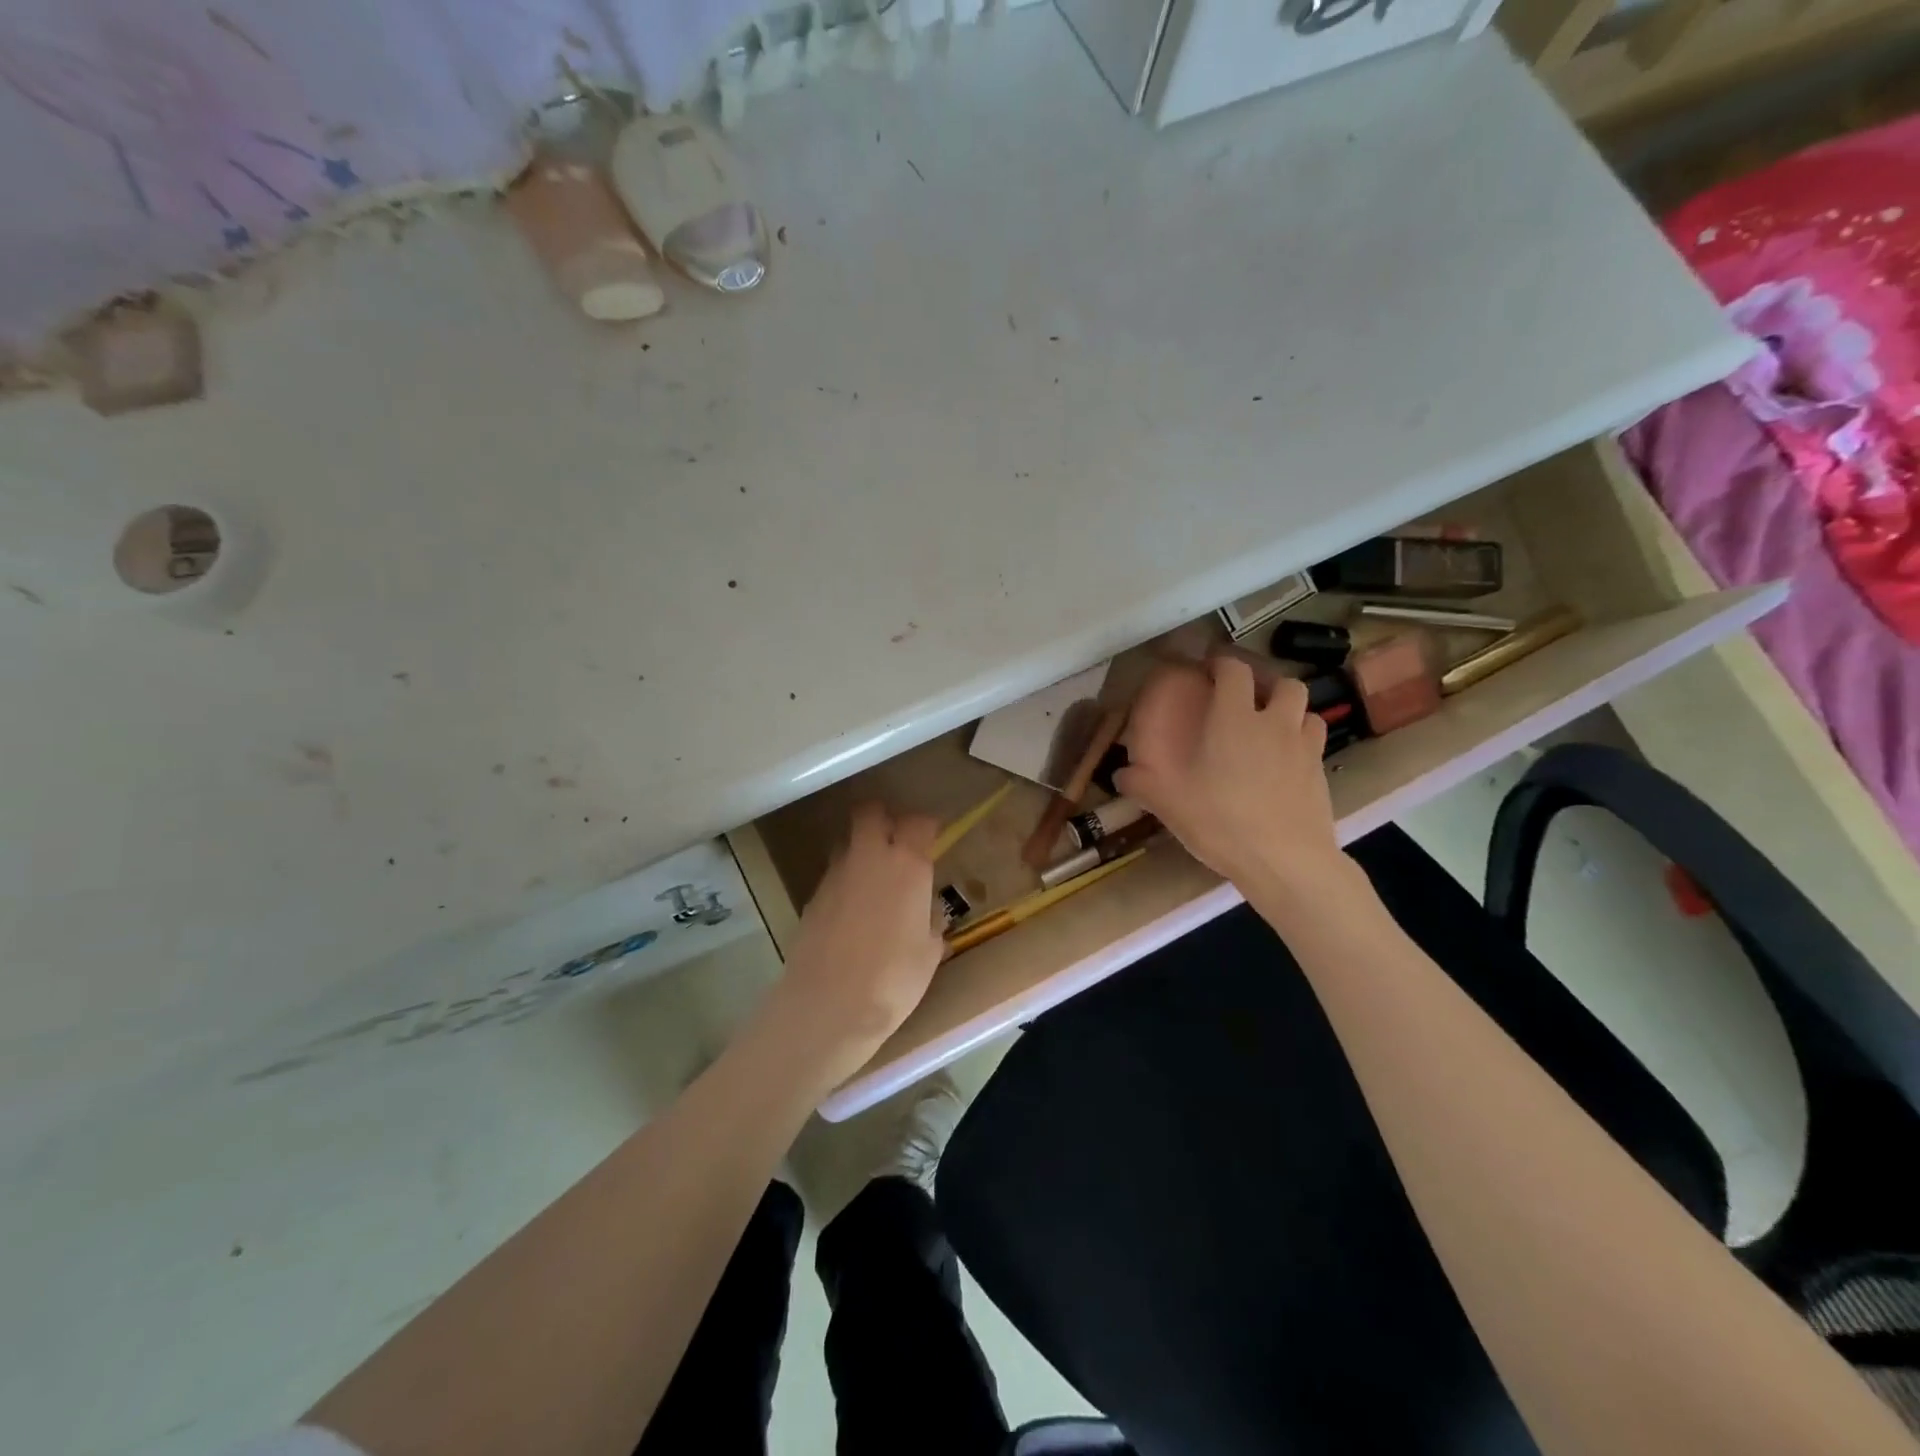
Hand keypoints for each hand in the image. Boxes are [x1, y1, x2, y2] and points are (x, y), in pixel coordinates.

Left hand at [758, 803, 944, 1085]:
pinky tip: (853, 913)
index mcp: (906, 865)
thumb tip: (927, 912)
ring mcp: (835, 875)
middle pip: (870, 812)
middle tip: (897, 843)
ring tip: (874, 880)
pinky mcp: (812, 897)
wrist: (827, 1007)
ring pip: (847, 842)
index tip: (933, 839)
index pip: (918, 822)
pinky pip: (833, 875)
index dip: (926, 826)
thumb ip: (931, 921)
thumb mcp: (930, 952)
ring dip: (861, 850)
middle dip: (884, 819)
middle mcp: (868, 858)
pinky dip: (845, 882)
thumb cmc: (893, 980)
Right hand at [1117, 657, 1342, 893]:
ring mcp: (1304, 746)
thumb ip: (1142, 784)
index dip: (1222, 663)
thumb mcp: (1170, 804)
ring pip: (1306, 708)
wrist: (1286, 861)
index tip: (1208, 668)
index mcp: (1233, 720)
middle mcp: (1273, 723)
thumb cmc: (1222, 823)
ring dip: (1289, 708)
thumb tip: (1119, 774)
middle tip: (1246, 697)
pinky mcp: (1321, 772)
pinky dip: (1303, 738)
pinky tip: (1288, 758)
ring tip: (1272, 724)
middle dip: (1265, 682)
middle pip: (1283, 682)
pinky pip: (1315, 740)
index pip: (1234, 671)